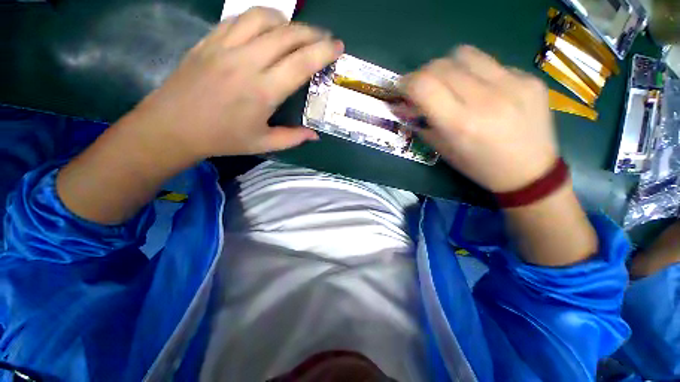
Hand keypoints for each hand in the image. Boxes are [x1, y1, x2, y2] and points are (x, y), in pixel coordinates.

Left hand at [130, 7, 343, 159]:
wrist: (173, 126)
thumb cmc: (222, 139)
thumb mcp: (263, 144)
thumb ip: (293, 138)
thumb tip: (315, 135)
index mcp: (263, 91)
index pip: (301, 63)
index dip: (323, 51)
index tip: (338, 46)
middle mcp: (247, 62)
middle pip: (287, 35)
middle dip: (312, 33)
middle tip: (325, 38)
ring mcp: (225, 46)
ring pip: (263, 18)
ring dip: (287, 21)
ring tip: (297, 32)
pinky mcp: (210, 40)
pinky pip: (239, 19)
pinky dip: (260, 19)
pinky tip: (267, 28)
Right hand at [404, 46, 557, 192]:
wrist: (529, 171)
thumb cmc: (478, 166)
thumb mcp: (443, 150)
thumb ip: (423, 124)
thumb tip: (405, 105)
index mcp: (460, 124)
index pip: (423, 86)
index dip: (407, 83)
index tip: (403, 87)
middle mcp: (485, 99)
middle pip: (442, 65)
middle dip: (424, 73)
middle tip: (424, 87)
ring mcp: (513, 84)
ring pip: (465, 54)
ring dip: (449, 66)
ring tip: (452, 82)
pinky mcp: (530, 78)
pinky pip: (491, 64)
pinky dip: (477, 74)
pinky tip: (484, 91)